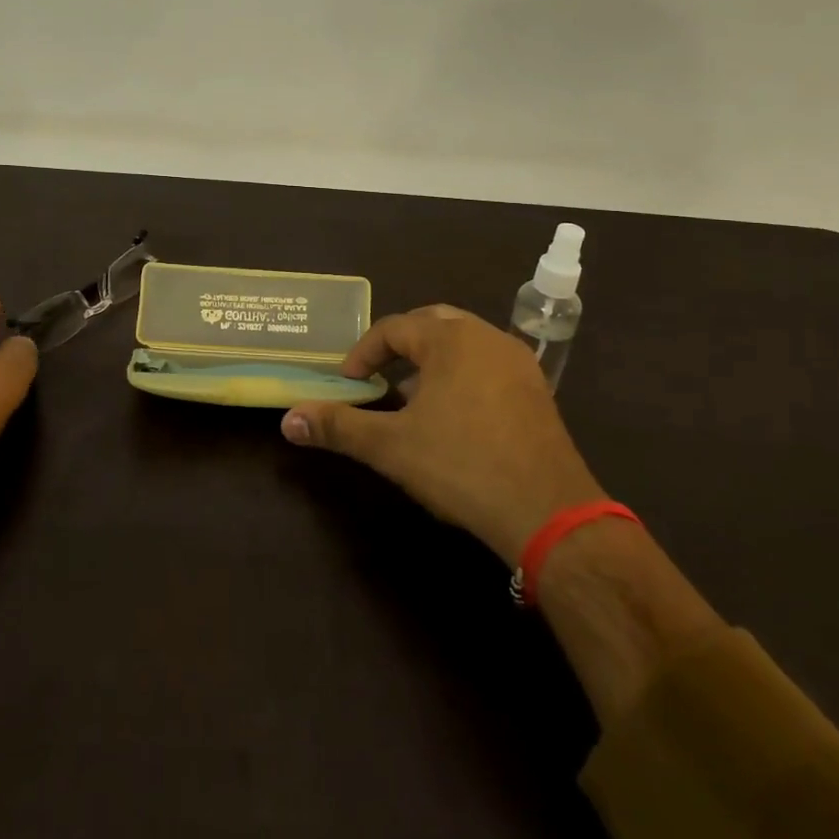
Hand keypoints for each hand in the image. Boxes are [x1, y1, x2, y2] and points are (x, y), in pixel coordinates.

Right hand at [280, 305, 604, 565]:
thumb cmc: (462, 467)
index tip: (347, 382)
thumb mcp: (391, 447)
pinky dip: (461, 375)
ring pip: (463, 343)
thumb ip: (338, 427)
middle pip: (432, 324)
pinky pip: (488, 364)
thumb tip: (288, 420)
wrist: (550, 514)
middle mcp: (487, 337)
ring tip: (410, 396)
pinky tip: (452, 415)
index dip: (363, 353)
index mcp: (451, 339)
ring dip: (431, 360)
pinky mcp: (537, 391)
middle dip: (399, 346)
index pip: (394, 328)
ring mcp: (518, 363)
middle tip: (376, 376)